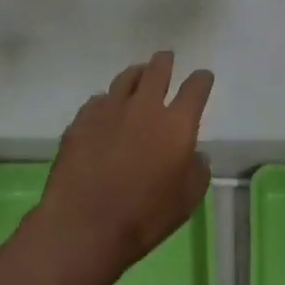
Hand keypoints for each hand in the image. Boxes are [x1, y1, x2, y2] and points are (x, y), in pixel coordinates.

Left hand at [28, 51, 213, 284]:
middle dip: (165, 62)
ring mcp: (110, 109)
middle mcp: (145, 106)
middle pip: (158, 69)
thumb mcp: (186, 202)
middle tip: (167, 59)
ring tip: (138, 76)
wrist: (83, 226)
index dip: (201, 79)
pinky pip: (99, 100)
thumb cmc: (143, 218)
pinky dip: (108, 101)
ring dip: (137, 74)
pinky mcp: (82, 119)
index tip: (203, 77)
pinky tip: (107, 111)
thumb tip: (196, 154)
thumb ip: (197, 171)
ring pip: (126, 77)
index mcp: (176, 124)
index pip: (195, 88)